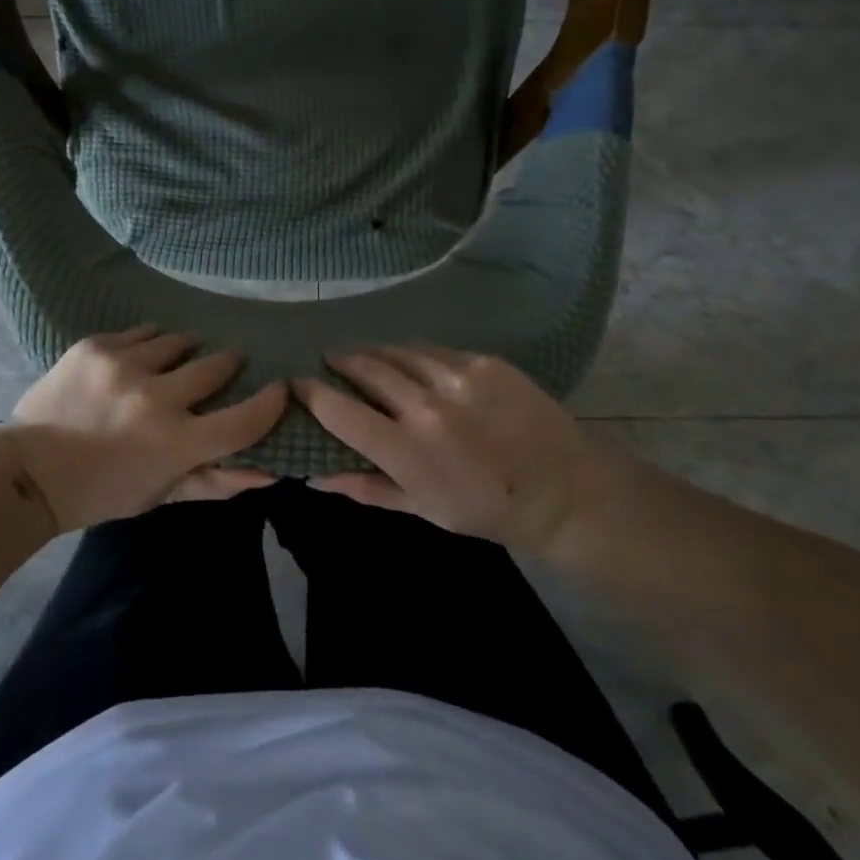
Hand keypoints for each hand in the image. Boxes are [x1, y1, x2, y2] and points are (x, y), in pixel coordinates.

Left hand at [0, 327, 286, 532]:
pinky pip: (140, 332)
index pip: (244, 420)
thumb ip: (215, 482)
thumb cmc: (102, 492)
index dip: (270, 404)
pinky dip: (148, 343)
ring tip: (179, 358)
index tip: (278, 389)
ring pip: (178, 342)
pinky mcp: (95, 347)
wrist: (29, 472)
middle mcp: (156, 397)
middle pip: (216, 367)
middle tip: (225, 367)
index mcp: (176, 443)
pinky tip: (141, 355)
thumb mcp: (161, 495)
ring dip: (186, 350)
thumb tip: (268, 473)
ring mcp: (123, 365)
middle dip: (227, 366)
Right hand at [294, 346, 626, 557]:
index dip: (311, 393)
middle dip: (341, 362)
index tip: (297, 383)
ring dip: (374, 352)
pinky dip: (413, 354)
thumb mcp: (421, 508)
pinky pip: (434, 350)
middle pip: (365, 369)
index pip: (339, 411)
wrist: (562, 489)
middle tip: (330, 361)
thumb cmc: (485, 509)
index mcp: (405, 449)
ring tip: (364, 355)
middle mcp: (425, 405)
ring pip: (397, 352)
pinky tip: (410, 359)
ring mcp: (457, 378)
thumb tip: (315, 476)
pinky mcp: (484, 362)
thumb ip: (366, 488)